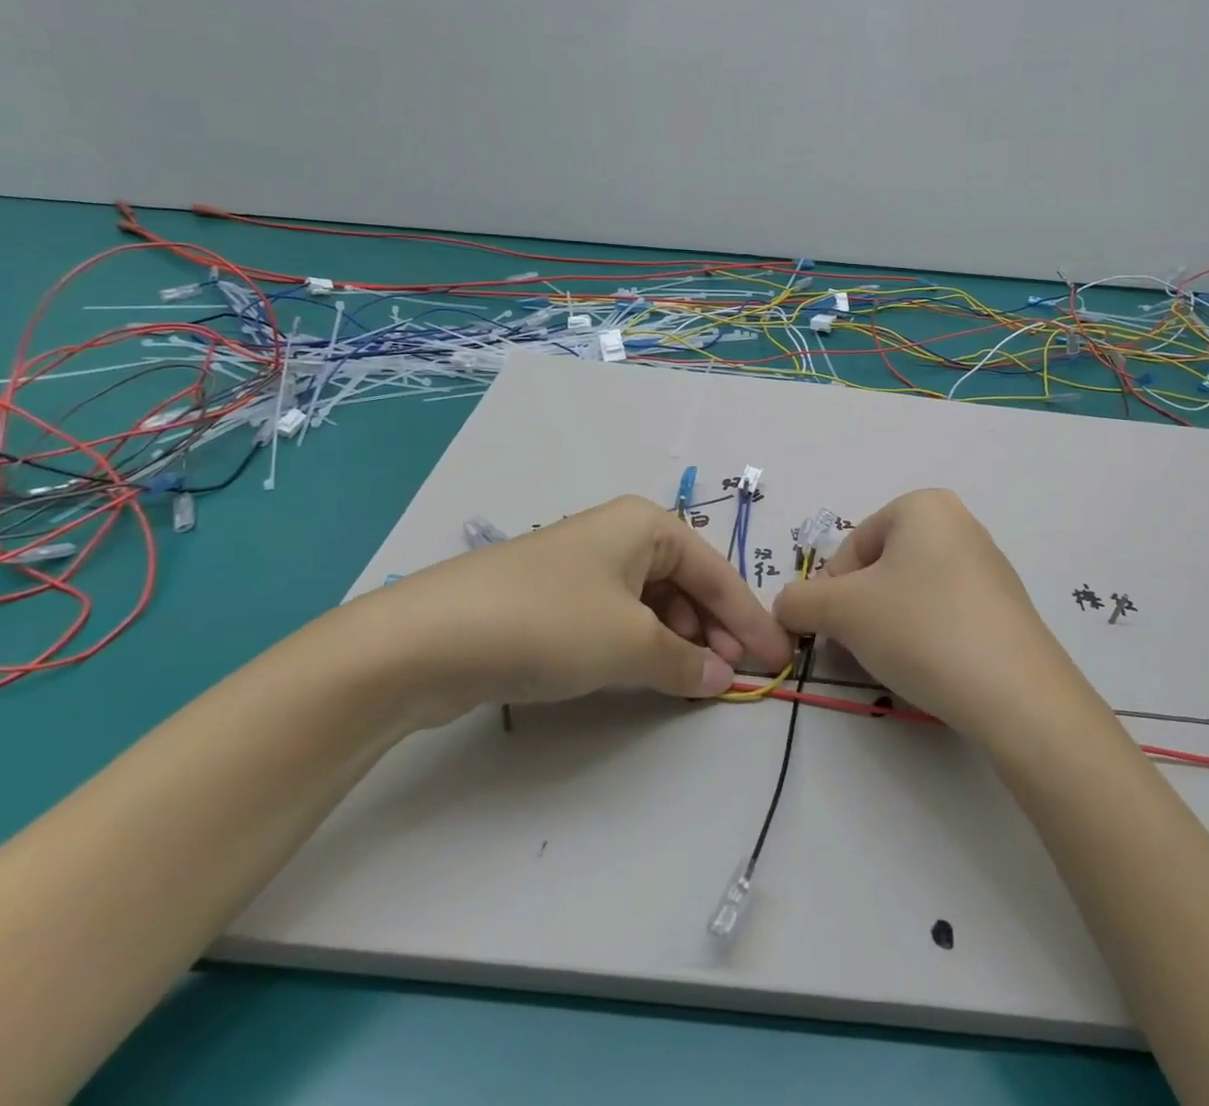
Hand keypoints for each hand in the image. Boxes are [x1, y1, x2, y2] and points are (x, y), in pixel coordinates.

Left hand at [348, 495, 791, 728]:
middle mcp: (619, 536)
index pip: (716, 573)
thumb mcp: (629, 643)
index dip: (750, 620)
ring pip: (652, 604)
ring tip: (696, 683)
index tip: (779, 659)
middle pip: (686, 585)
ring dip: (679, 642)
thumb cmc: (549, 622)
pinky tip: (648, 675)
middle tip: (736, 679)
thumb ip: (684, 662)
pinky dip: (642, 646)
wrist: (428, 638)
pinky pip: (618, 618)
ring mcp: (584, 566)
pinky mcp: (555, 599)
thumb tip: (723, 677)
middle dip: (714, 631)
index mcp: (646, 525)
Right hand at [772, 489, 1085, 743]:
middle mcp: (958, 523)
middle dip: (860, 610)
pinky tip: (930, 668)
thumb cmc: (921, 628)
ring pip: (912, 592)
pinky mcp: (1005, 606)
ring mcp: (988, 564)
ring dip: (889, 625)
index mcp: (922, 506)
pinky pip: (946, 612)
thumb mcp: (844, 612)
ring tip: (895, 663)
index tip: (833, 632)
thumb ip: (801, 601)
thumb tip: (785, 607)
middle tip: (858, 650)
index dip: (832, 592)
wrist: (1016, 693)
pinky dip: (926, 636)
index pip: (852, 547)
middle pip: (882, 568)